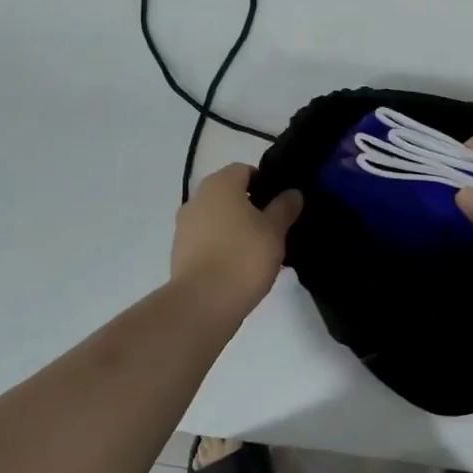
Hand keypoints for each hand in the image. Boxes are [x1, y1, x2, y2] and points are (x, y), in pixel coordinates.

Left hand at [170, 165, 302, 315]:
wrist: (203, 302)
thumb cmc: (244, 256)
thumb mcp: (275, 230)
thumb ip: (285, 207)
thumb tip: (292, 193)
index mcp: (220, 184)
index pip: (245, 170)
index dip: (265, 183)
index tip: (281, 205)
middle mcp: (197, 198)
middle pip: (229, 194)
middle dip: (250, 207)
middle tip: (273, 228)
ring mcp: (184, 226)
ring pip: (217, 218)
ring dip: (235, 228)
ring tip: (258, 252)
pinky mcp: (179, 252)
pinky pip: (207, 240)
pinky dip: (222, 246)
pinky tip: (239, 267)